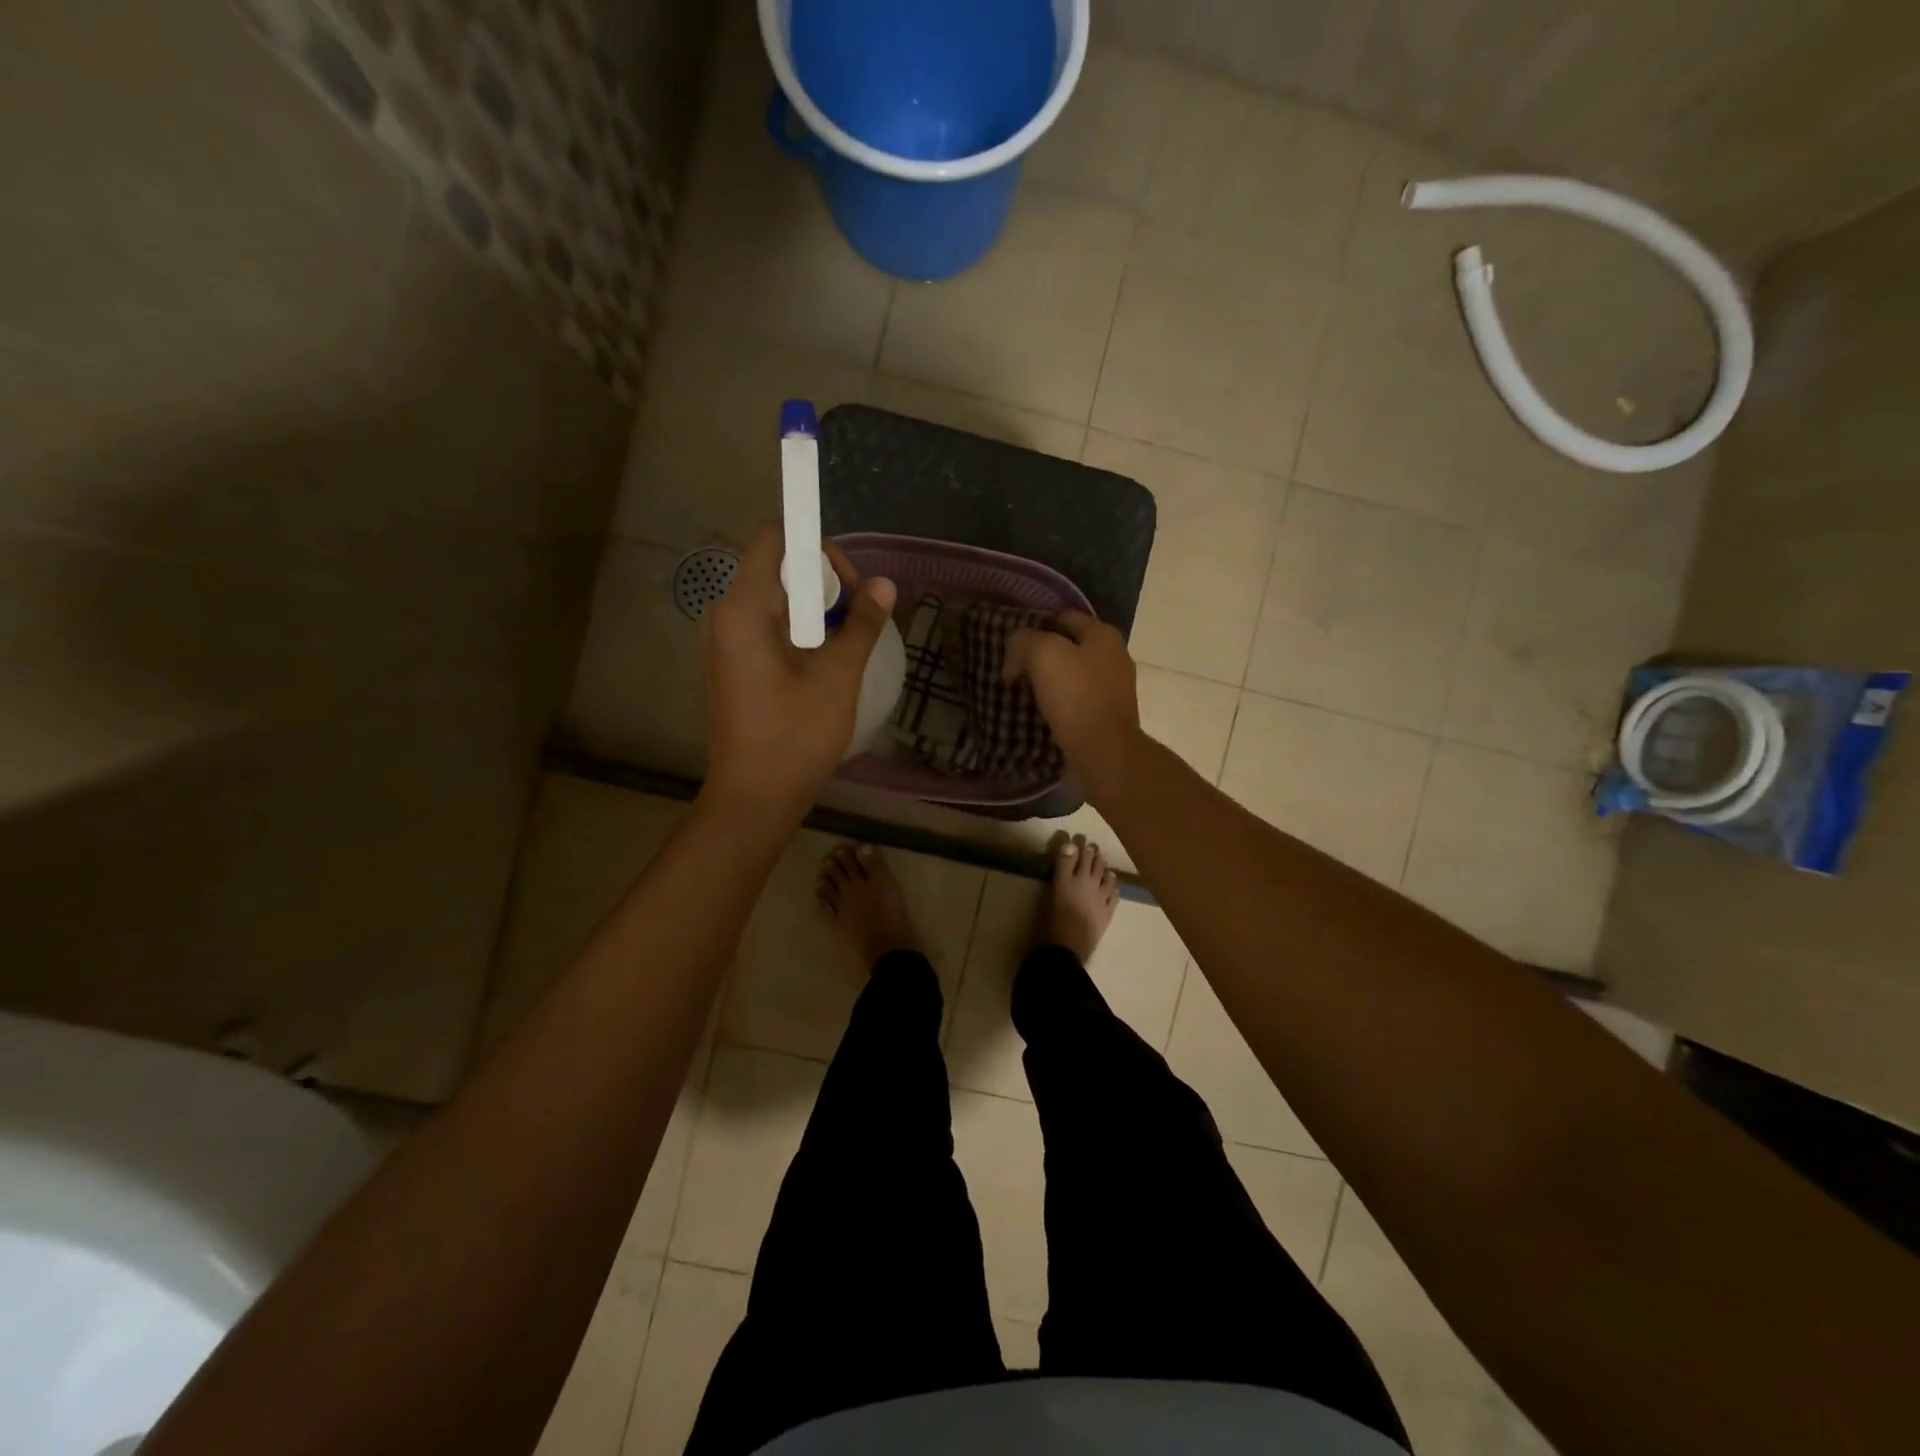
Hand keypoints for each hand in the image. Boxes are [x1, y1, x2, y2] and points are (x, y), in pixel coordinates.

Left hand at [702, 525, 896, 818]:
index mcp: (742, 608)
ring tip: (848, 648)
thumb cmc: (795, 736)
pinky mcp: (732, 665)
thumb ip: (862, 624)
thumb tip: (885, 584)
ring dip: (816, 613)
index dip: (819, 551)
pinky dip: (800, 633)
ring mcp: (724, 642)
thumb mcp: (838, 676)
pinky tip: (824, 666)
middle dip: (824, 585)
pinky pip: (768, 627)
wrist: (755, 798)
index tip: (852, 589)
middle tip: (859, 623)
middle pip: (778, 568)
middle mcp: (724, 615)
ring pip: (777, 601)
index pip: (776, 539)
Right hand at [1002, 610, 1143, 794]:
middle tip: (1013, 668)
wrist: (1104, 753)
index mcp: (1103, 635)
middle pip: (1069, 646)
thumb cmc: (1076, 697)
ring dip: (1049, 681)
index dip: (1035, 625)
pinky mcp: (1108, 716)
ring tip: (1022, 691)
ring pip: (1073, 675)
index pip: (1063, 617)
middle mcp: (1114, 656)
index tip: (1012, 643)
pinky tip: (1041, 712)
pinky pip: (1077, 700)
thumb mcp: (1043, 654)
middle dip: (1041, 655)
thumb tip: (1014, 655)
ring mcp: (1114, 688)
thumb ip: (1024, 641)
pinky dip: (1059, 703)